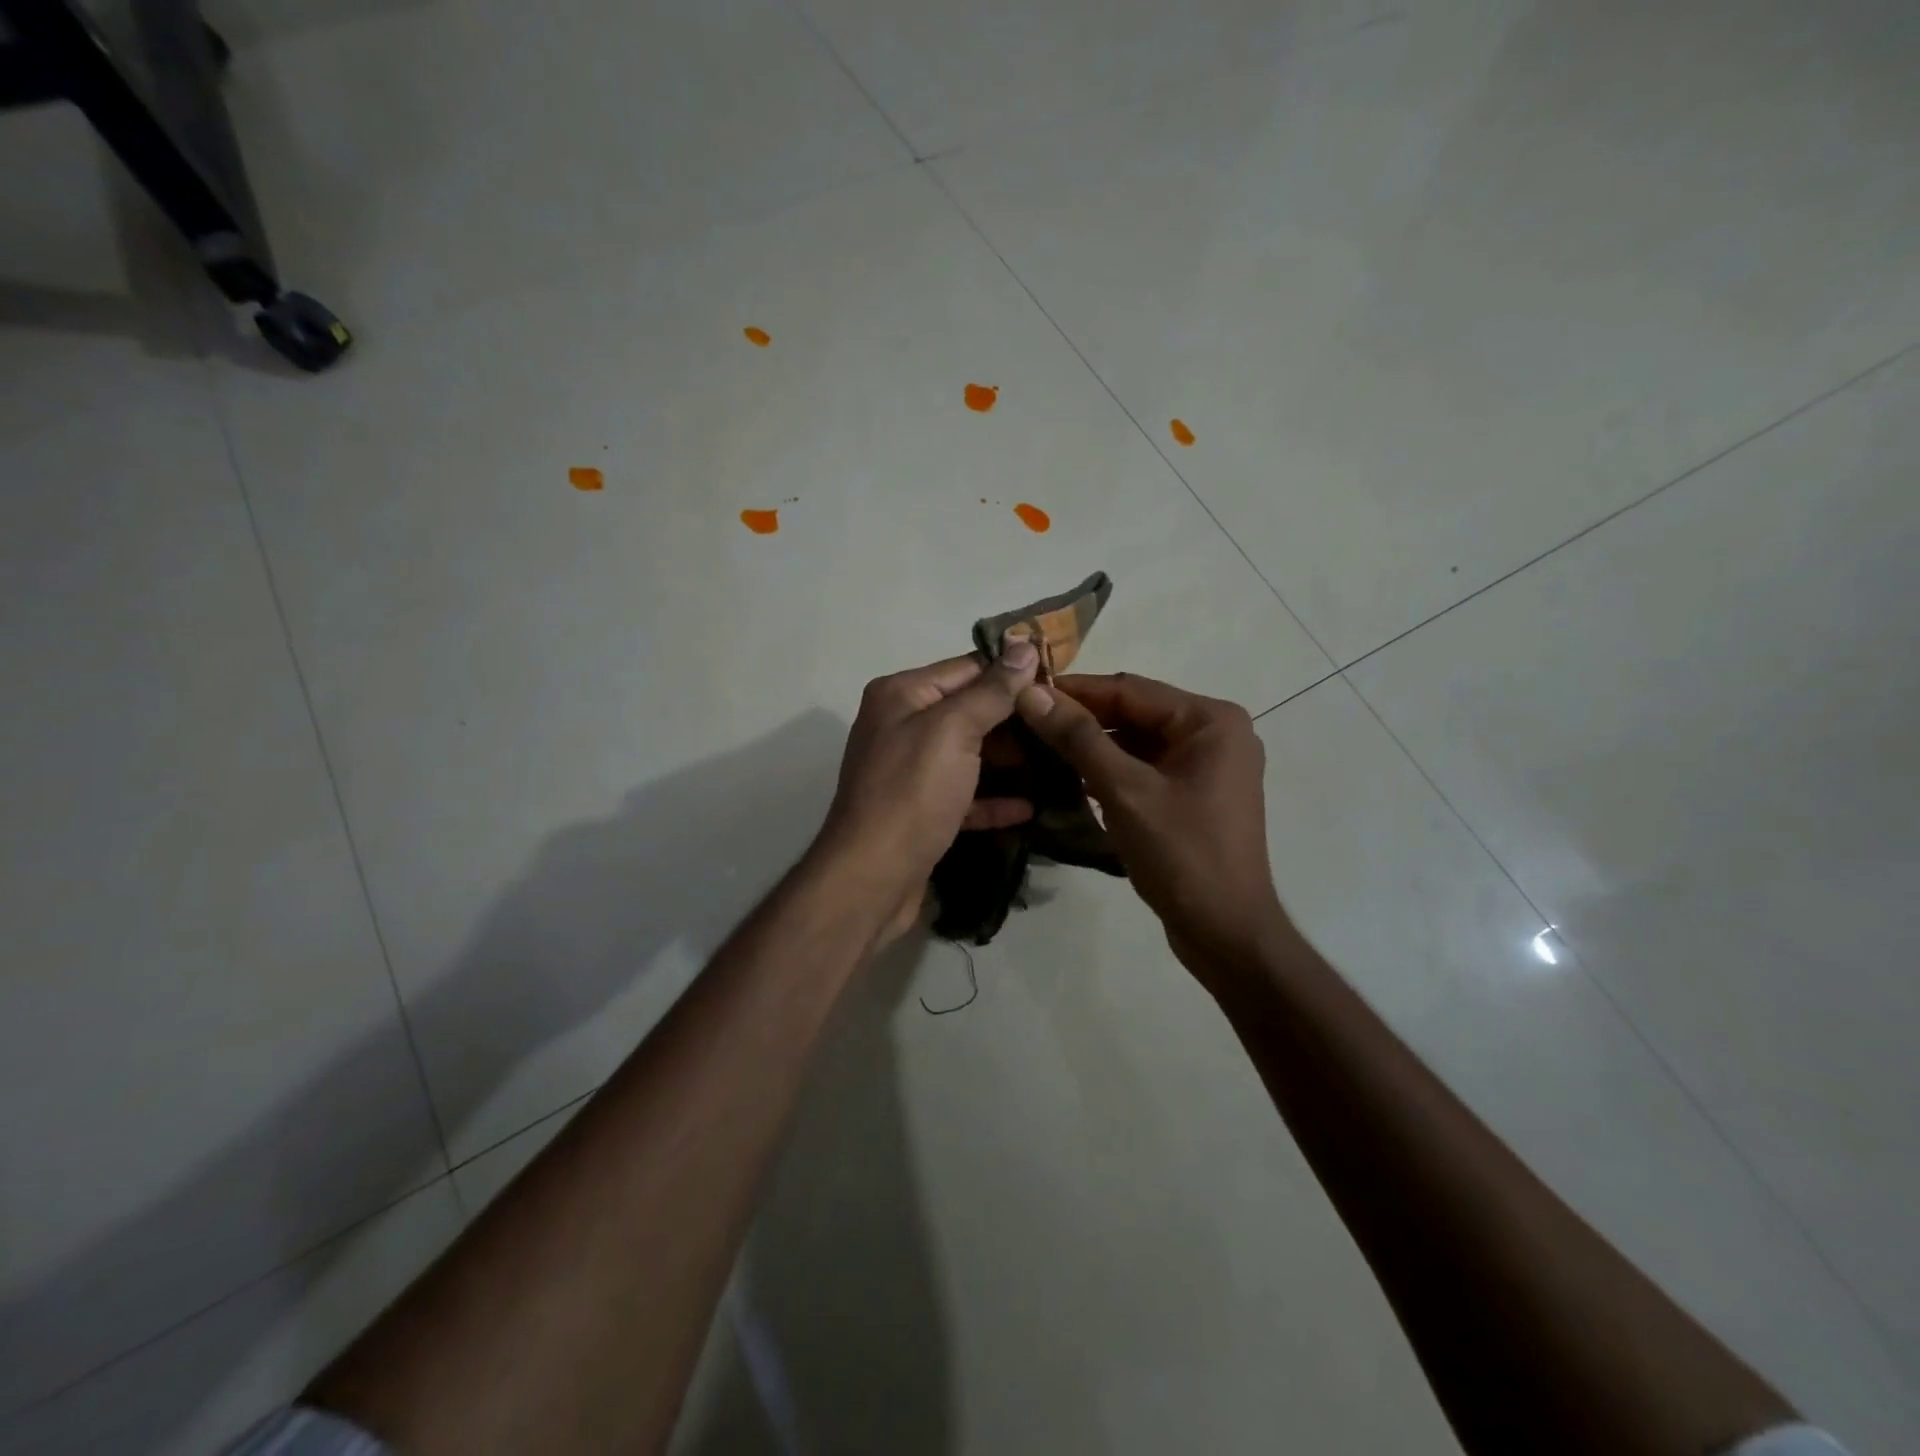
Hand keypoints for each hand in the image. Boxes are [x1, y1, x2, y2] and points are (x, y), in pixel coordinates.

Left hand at [812, 643, 1041, 929]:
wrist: (871, 878)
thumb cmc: (912, 792)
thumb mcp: (953, 730)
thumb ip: (991, 690)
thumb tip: (1024, 646)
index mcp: (902, 695)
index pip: (967, 668)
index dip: (1012, 673)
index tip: (1060, 681)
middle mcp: (902, 725)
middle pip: (969, 711)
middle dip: (1015, 719)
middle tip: (1065, 727)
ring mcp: (910, 771)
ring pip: (970, 754)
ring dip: (1010, 760)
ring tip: (1060, 762)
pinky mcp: (921, 811)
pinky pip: (964, 795)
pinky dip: (993, 799)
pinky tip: (1030, 807)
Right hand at [1015, 672, 1291, 983]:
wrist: (1226, 932)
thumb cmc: (1181, 855)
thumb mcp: (1124, 790)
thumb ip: (1078, 738)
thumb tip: (1030, 693)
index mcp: (1210, 720)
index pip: (1130, 689)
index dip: (1075, 690)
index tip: (1024, 691)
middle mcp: (1215, 733)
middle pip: (1135, 713)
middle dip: (1082, 719)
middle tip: (1026, 722)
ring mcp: (1208, 765)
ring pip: (1138, 741)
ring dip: (1094, 745)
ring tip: (1040, 747)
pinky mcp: (1196, 794)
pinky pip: (1146, 767)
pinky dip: (1112, 770)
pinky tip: (1074, 778)